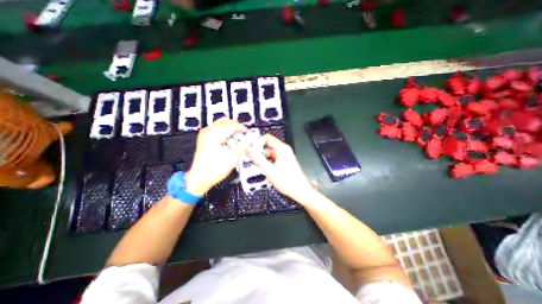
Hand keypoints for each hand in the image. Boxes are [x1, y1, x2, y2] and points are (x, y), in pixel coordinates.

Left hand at [186, 118, 247, 194]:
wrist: (199, 178)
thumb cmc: (213, 170)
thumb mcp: (232, 159)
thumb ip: (242, 148)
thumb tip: (249, 142)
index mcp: (214, 134)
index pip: (232, 125)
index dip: (243, 129)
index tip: (249, 134)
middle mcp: (208, 131)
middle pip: (227, 121)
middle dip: (237, 128)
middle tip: (244, 136)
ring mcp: (205, 134)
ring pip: (222, 124)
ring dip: (232, 129)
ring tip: (238, 139)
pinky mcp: (205, 138)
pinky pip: (218, 129)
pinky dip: (226, 132)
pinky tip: (230, 141)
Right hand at [248, 134, 315, 203]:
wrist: (300, 191)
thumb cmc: (288, 181)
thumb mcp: (270, 170)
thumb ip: (258, 160)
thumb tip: (250, 152)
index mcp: (281, 148)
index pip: (267, 138)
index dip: (258, 142)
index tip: (250, 149)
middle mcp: (283, 150)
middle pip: (267, 146)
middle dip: (259, 153)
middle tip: (251, 160)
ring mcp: (284, 156)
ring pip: (269, 154)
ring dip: (263, 159)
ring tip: (258, 167)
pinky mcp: (284, 162)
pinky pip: (273, 159)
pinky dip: (268, 163)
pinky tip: (265, 171)